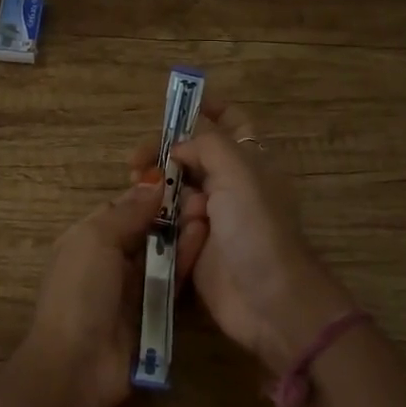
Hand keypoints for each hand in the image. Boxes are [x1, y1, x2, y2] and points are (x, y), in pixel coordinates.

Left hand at [25, 182, 201, 406]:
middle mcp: (110, 260)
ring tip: (210, 212)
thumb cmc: (80, 292)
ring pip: (162, 254)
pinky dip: (187, 261)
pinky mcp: (154, 312)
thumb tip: (154, 181)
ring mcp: (133, 288)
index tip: (182, 176)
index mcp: (88, 238)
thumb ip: (127, 212)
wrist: (79, 366)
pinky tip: (206, 241)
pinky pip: (173, 280)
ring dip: (183, 234)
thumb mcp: (95, 240)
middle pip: (146, 230)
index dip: (149, 193)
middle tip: (204, 194)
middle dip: (171, 213)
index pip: (123, 207)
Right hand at [132, 102, 354, 376]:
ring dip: (157, 184)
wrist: (268, 300)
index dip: (206, 107)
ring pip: (176, 187)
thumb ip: (207, 144)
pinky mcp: (193, 245)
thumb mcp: (238, 173)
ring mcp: (212, 215)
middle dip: (165, 150)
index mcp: (250, 160)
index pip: (230, 121)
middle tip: (136, 161)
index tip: (170, 106)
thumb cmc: (257, 229)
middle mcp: (231, 183)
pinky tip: (143, 215)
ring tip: (137, 187)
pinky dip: (155, 215)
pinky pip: (168, 221)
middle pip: (193, 153)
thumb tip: (179, 146)